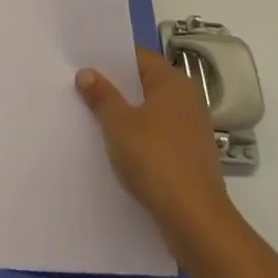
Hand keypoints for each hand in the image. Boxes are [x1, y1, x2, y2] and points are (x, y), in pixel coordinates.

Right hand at [76, 48, 239, 259]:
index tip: (83, 62)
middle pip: (145, 83)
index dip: (110, 58)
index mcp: (172, 82)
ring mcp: (191, 130)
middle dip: (116, 86)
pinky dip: (139, 136)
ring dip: (126, 113)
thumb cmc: (155, 159)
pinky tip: (116, 146)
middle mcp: (187, 100)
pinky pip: (158, 135)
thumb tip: (87, 73)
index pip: (138, 57)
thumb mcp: (118, 123)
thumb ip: (101, 95)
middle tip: (82, 86)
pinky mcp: (190, 156)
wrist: (195, 220)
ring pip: (151, 111)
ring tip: (93, 116)